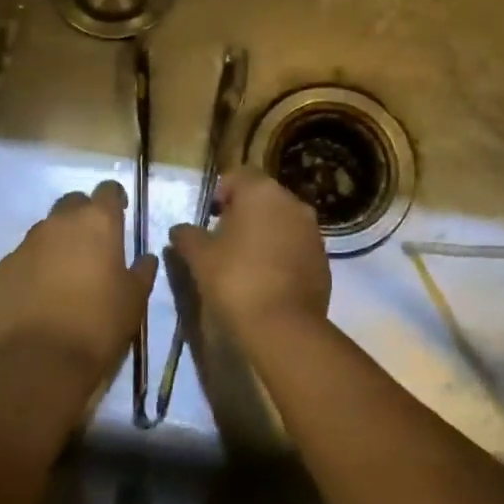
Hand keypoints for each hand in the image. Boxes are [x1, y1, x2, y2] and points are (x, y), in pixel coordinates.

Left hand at [0, 179, 156, 378]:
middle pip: (73, 203)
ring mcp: (27, 242)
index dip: (115, 199)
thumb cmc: (101, 322)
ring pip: (46, 229)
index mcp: (98, 221)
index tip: (120, 214)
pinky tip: (40, 293)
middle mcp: (60, 222)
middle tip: (93, 244)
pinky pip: (24, 257)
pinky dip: (34, 266)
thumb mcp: (135, 298)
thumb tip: (145, 258)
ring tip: (65, 273)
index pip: (108, 190)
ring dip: (58, 241)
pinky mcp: (4, 266)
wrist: (44, 358)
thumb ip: (142, 270)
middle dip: (83, 216)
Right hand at [168, 168, 330, 341]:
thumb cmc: (235, 279)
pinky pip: (297, 247)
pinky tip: (267, 279)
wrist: (283, 327)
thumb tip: (179, 230)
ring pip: (283, 222)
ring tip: (245, 261)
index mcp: (262, 192)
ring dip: (265, 233)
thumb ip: (187, 236)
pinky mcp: (323, 259)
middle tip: (224, 239)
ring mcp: (313, 231)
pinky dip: (282, 254)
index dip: (221, 192)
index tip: (210, 217)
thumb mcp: (199, 257)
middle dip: (244, 213)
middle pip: (263, 197)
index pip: (239, 176)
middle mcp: (293, 203)